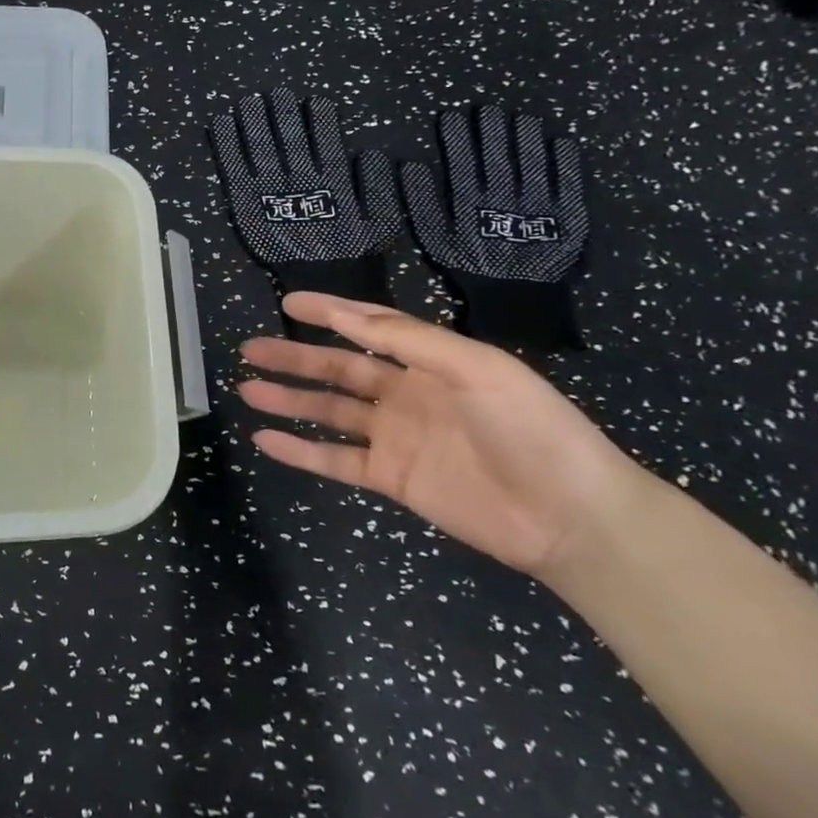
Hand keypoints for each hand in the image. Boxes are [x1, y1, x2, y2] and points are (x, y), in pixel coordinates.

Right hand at [237, 293, 656, 579]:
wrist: (571, 516)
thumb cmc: (531, 428)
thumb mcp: (476, 369)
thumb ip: (409, 341)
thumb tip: (344, 316)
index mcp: (430, 362)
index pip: (370, 328)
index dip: (329, 312)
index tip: (288, 302)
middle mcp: (406, 394)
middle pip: (338, 370)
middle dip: (294, 358)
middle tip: (249, 349)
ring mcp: (396, 438)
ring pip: (329, 413)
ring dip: (289, 401)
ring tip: (247, 390)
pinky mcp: (392, 479)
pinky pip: (335, 460)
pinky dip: (300, 452)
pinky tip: (267, 440)